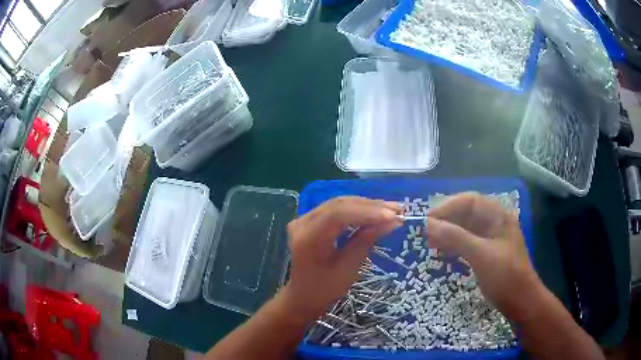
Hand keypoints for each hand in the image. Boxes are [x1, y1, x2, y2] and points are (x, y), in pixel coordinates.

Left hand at [281, 196, 402, 320]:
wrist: (304, 294)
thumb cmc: (325, 288)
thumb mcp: (348, 268)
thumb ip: (366, 241)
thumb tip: (392, 221)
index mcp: (307, 239)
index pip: (337, 215)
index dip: (367, 212)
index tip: (392, 216)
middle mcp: (302, 223)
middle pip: (339, 205)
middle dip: (371, 206)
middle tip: (398, 210)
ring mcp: (304, 219)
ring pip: (340, 204)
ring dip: (367, 206)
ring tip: (393, 209)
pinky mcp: (311, 219)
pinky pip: (336, 209)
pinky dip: (357, 210)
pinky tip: (376, 211)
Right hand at [425, 192, 540, 318]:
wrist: (521, 301)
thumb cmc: (505, 275)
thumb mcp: (481, 255)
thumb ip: (455, 237)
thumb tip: (428, 224)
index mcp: (498, 216)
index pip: (470, 201)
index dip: (448, 206)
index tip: (428, 219)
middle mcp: (495, 222)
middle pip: (467, 213)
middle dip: (447, 220)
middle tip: (426, 233)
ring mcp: (492, 238)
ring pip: (466, 229)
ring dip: (448, 233)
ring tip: (431, 244)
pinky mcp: (488, 253)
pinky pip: (468, 243)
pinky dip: (454, 246)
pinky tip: (443, 254)